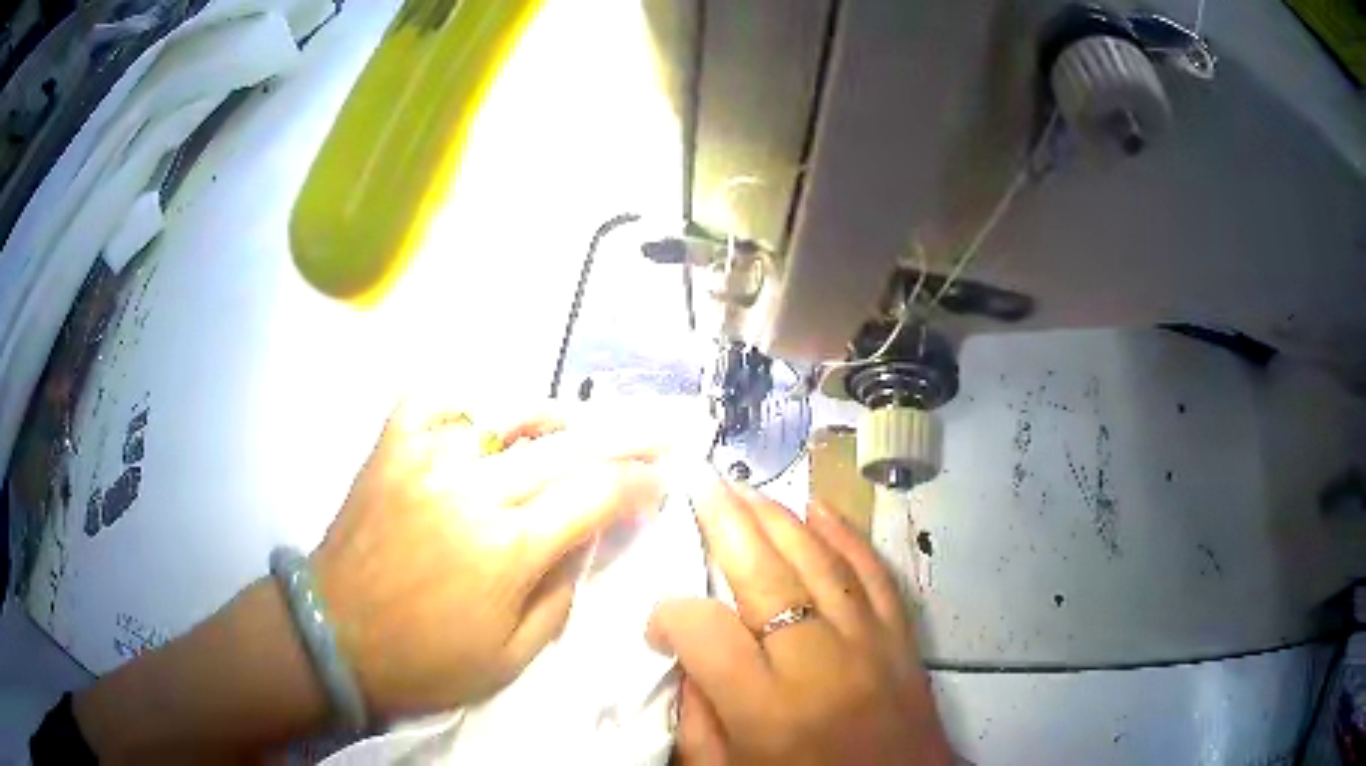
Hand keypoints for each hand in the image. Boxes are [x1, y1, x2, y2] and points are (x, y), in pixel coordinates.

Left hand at [312, 398, 663, 717]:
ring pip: (506, 413)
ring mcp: (424, 459)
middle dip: (627, 435)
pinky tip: (484, 417)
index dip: (640, 483)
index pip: (594, 496)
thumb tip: (586, 540)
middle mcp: (471, 490)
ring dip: (553, 416)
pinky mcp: (390, 449)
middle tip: (662, 430)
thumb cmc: (426, 661)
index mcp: (506, 549)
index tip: (664, 480)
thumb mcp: (513, 657)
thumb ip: (561, 594)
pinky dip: (465, 400)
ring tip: (577, 424)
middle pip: (567, 445)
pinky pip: (433, 399)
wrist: (334, 638)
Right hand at [648, 472, 950, 764]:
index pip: (705, 632)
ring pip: (821, 562)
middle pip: (766, 577)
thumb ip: (697, 719)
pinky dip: (846, 535)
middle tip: (699, 483)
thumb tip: (686, 656)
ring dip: (779, 519)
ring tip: (744, 489)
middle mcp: (820, 666)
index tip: (659, 622)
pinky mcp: (901, 637)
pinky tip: (819, 507)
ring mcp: (870, 644)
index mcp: (768, 710)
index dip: (670, 615)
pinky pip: (873, 573)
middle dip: (726, 523)